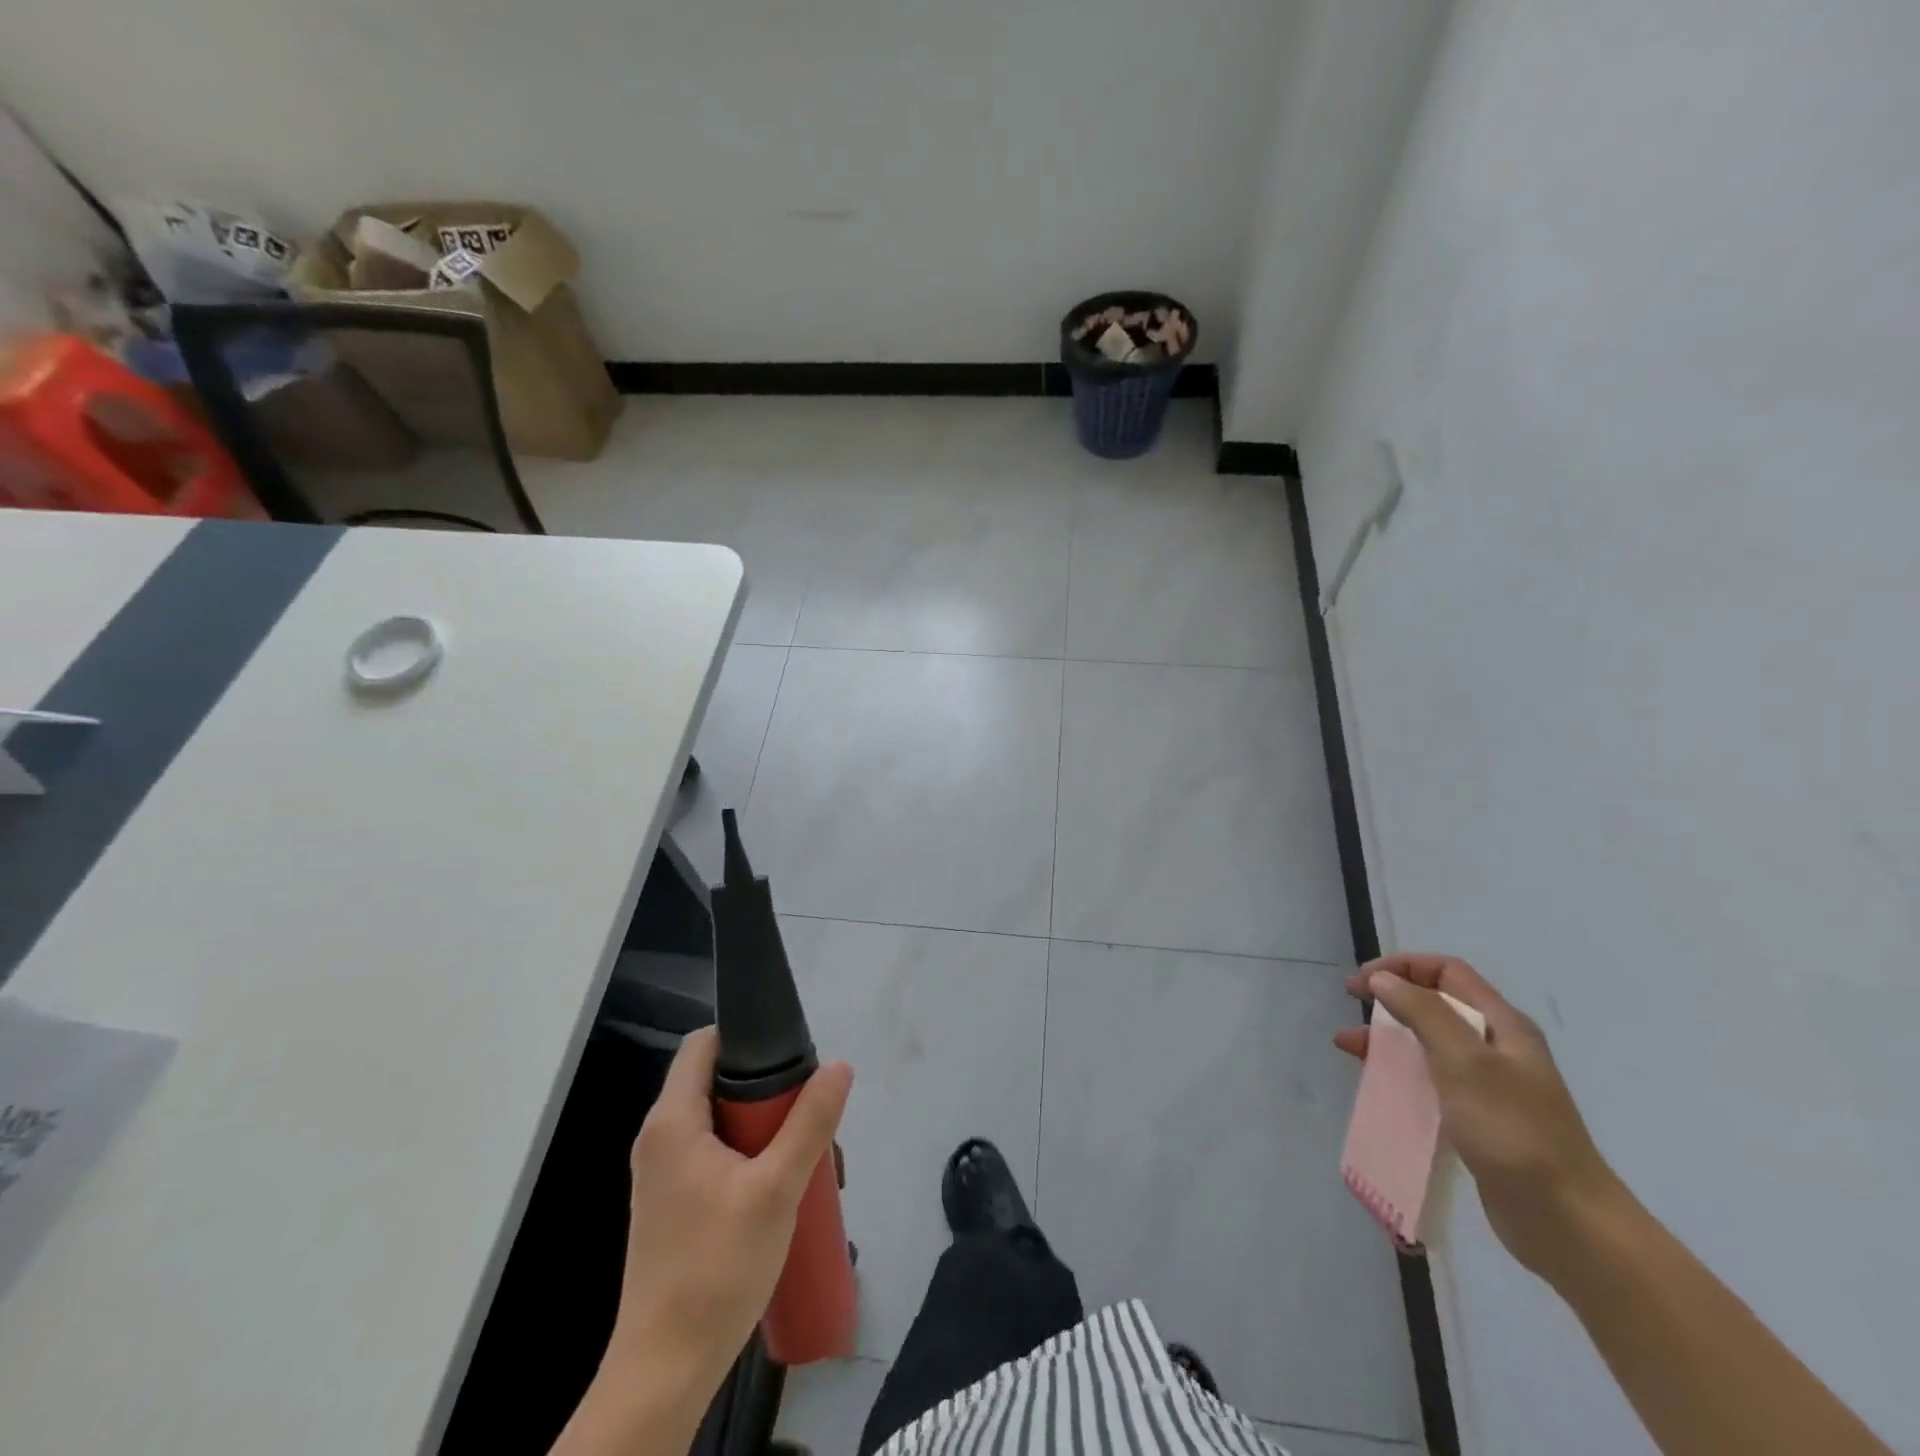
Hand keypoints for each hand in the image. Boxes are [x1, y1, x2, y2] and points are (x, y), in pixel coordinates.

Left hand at [609, 1027, 853, 1392]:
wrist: (666, 1369)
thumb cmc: (717, 1267)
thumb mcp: (777, 1188)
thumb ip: (810, 1123)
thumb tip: (839, 1066)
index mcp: (672, 1121)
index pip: (703, 1044)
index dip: (745, 1037)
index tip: (790, 1054)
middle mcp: (660, 1138)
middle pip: (717, 1083)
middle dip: (769, 1093)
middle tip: (810, 1117)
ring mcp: (663, 1174)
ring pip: (721, 1123)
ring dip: (766, 1131)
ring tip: (808, 1161)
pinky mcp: (673, 1204)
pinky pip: (715, 1156)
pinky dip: (749, 1157)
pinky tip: (782, 1191)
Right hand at [1335, 952, 1618, 1281]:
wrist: (1568, 1223)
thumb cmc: (1514, 1132)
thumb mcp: (1464, 1062)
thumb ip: (1423, 1013)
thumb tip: (1383, 979)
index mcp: (1503, 1025)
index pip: (1447, 972)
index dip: (1402, 966)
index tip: (1362, 981)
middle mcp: (1497, 1048)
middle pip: (1437, 1003)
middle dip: (1391, 997)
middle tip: (1351, 1004)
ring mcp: (1490, 1086)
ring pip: (1429, 1042)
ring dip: (1388, 1035)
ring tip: (1347, 1045)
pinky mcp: (1479, 1119)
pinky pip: (1431, 1079)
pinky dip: (1399, 1071)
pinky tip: (1377, 1082)